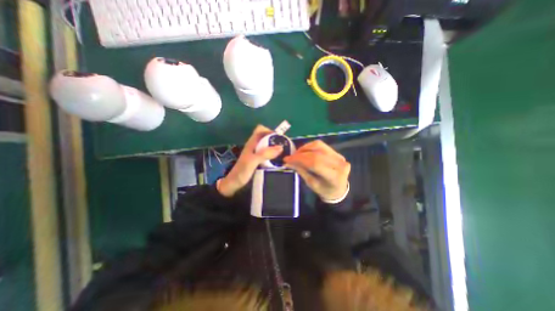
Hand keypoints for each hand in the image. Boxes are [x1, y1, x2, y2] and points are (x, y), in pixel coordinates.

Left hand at [218, 126, 282, 195]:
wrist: (234, 184)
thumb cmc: (242, 172)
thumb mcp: (252, 161)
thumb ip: (265, 154)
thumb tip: (280, 147)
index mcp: (252, 143)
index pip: (261, 130)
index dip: (270, 131)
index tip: (279, 138)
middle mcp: (254, 146)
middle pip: (266, 137)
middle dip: (275, 140)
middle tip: (284, 148)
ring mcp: (256, 154)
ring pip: (267, 146)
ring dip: (275, 148)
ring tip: (284, 155)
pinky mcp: (258, 161)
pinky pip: (268, 154)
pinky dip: (274, 155)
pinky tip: (278, 161)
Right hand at [284, 140, 347, 201]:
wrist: (339, 190)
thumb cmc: (324, 190)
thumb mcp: (311, 184)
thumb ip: (301, 171)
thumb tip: (288, 162)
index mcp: (334, 176)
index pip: (315, 162)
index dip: (299, 159)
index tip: (287, 159)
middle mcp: (339, 163)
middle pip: (316, 153)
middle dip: (300, 153)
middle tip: (290, 157)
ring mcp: (339, 156)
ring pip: (319, 145)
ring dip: (304, 148)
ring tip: (296, 154)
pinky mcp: (336, 152)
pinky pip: (321, 145)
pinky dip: (310, 147)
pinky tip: (304, 152)